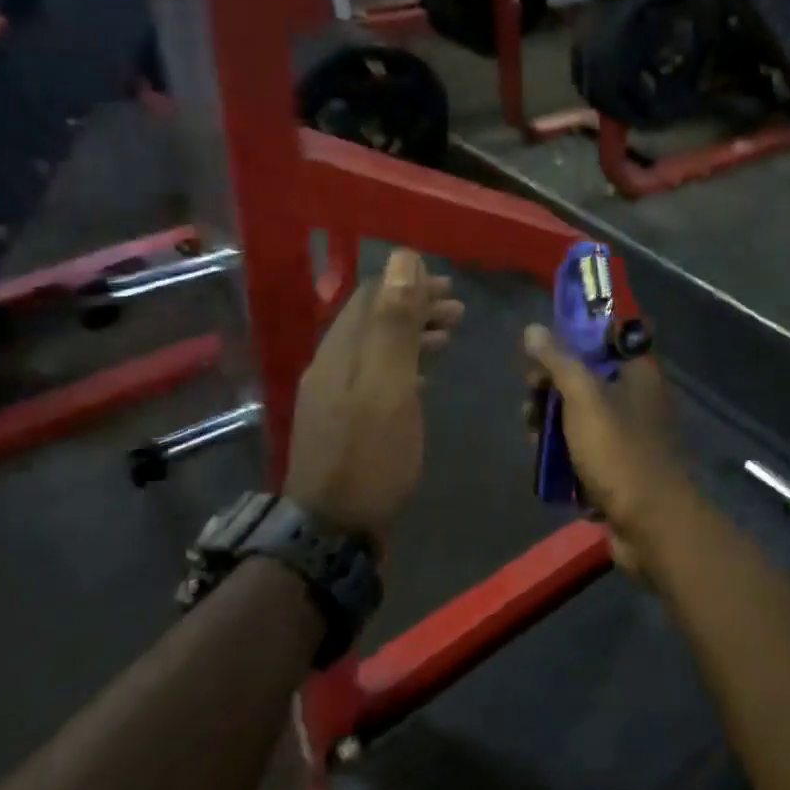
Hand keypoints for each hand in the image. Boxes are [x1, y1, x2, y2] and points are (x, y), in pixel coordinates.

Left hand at [284, 250, 463, 548]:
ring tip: (449, 336)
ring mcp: (334, 398)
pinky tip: (424, 378)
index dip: (409, 284)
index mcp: (339, 351)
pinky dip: (404, 366)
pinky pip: (376, 377)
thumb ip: (395, 323)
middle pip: (372, 321)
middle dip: (414, 308)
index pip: (370, 297)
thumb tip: (402, 258)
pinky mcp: (344, 424)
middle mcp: (331, 367)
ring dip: (412, 336)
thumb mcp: (389, 385)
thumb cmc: (369, 456)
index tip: (450, 287)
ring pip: (376, 349)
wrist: (332, 532)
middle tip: (459, 311)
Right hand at [523, 321, 699, 574]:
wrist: (651, 526)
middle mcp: (638, 399)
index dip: (568, 344)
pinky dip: (566, 453)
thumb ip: (558, 362)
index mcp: (638, 374)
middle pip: (586, 380)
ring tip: (532, 438)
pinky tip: (547, 462)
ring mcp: (630, 436)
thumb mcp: (584, 399)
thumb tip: (532, 329)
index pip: (601, 341)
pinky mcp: (621, 468)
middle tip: (529, 406)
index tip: (538, 359)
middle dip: (551, 390)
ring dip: (552, 424)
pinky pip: (586, 450)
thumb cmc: (619, 452)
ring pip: (581, 417)